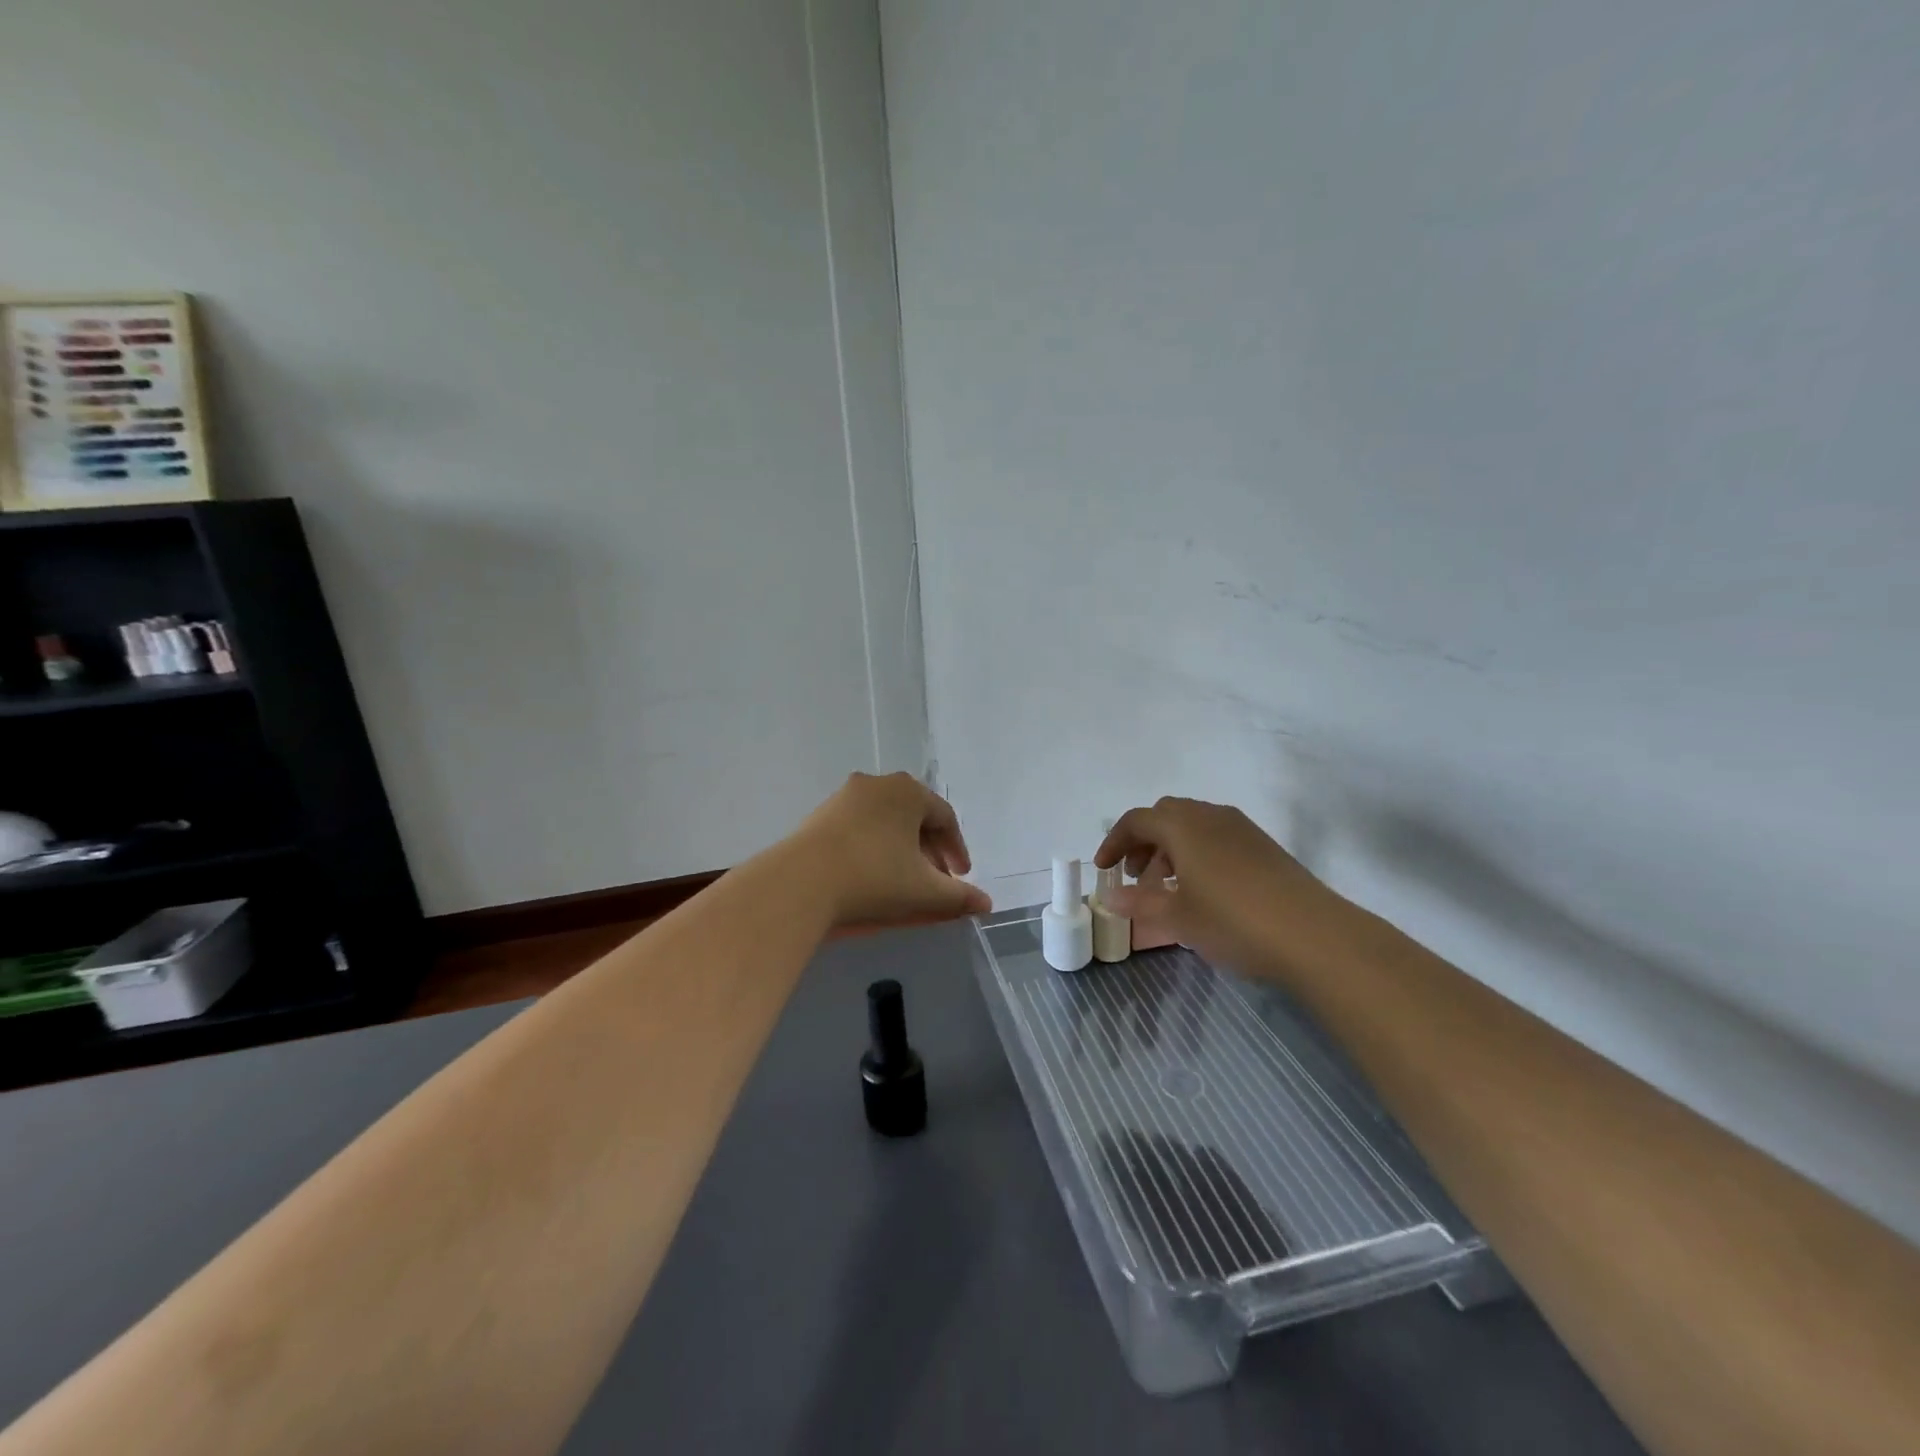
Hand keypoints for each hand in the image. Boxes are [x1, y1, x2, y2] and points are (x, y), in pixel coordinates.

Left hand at [785, 772, 992, 927]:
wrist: (802, 882)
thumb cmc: (874, 877)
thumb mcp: (923, 891)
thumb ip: (958, 897)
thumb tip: (986, 904)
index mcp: (909, 791)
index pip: (945, 818)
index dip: (957, 849)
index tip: (961, 877)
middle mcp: (878, 783)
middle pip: (915, 816)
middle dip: (929, 849)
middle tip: (936, 880)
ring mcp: (846, 796)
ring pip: (887, 820)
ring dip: (902, 847)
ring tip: (904, 879)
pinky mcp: (821, 813)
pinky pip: (860, 826)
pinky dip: (875, 846)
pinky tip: (871, 872)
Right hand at [1095, 797, 1337, 977]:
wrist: (1314, 935)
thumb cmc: (1233, 922)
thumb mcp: (1178, 917)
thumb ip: (1140, 902)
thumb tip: (1111, 896)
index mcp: (1183, 826)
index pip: (1136, 821)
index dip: (1114, 843)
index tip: (1104, 869)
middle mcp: (1210, 815)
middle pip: (1165, 816)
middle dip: (1144, 842)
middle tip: (1137, 875)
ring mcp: (1241, 828)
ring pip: (1194, 825)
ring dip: (1171, 847)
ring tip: (1169, 886)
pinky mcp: (1264, 846)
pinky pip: (1217, 836)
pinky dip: (1198, 852)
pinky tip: (1204, 889)